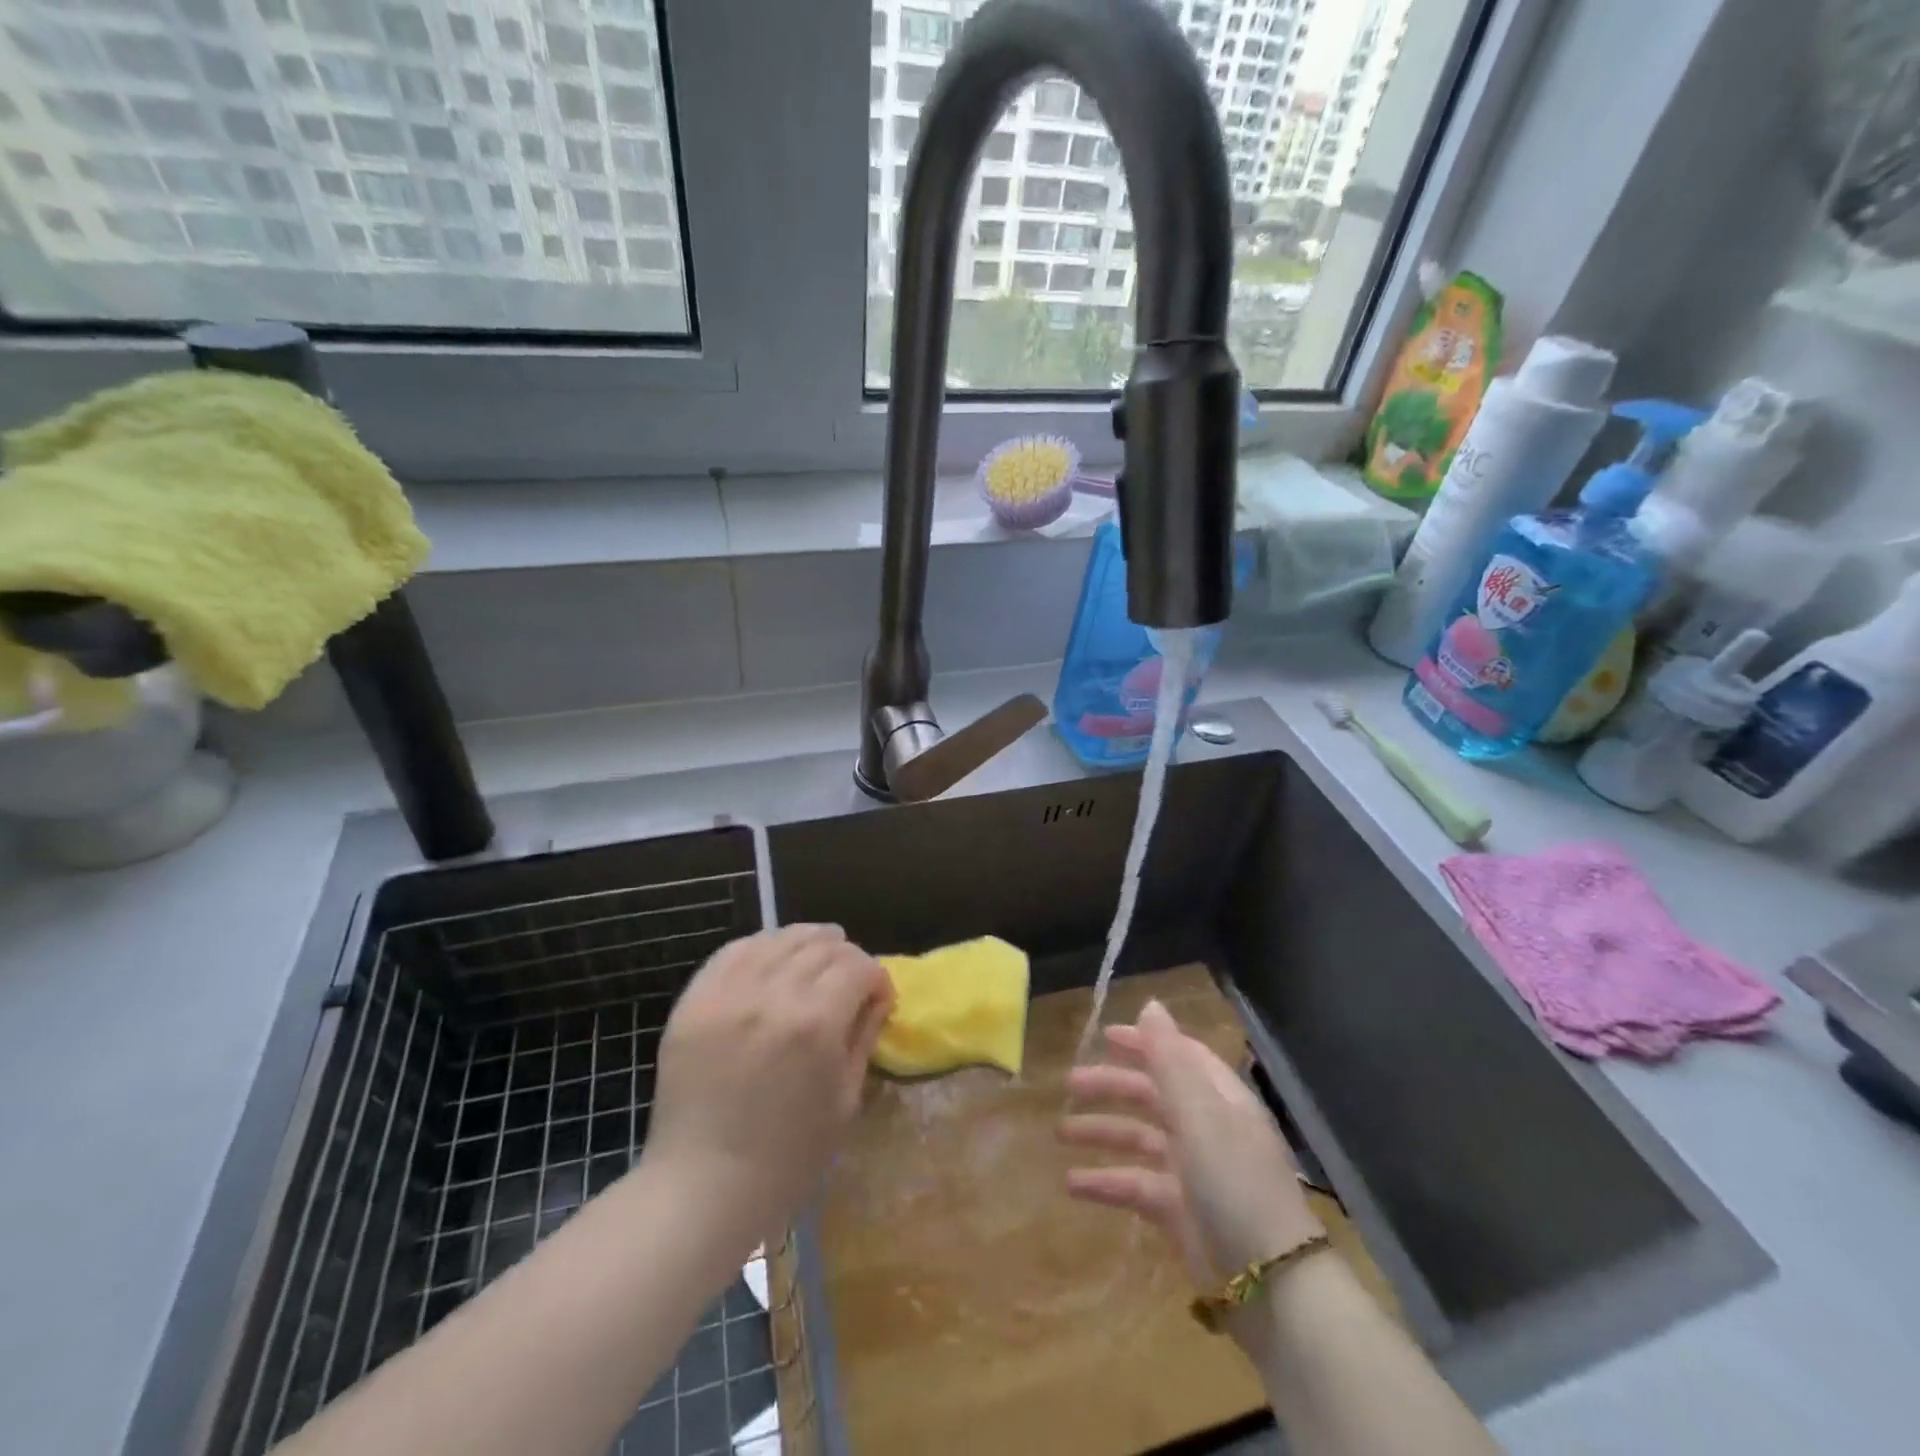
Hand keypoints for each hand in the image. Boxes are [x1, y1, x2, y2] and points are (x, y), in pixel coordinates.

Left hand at [641, 925, 892, 1261]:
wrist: (703, 1187)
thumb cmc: (788, 1157)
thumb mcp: (845, 1099)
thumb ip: (863, 1035)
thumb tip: (876, 997)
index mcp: (815, 1023)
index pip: (859, 967)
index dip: (877, 977)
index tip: (879, 998)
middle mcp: (771, 995)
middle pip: (822, 946)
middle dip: (847, 957)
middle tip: (851, 981)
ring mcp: (727, 994)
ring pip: (779, 939)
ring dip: (807, 943)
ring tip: (816, 958)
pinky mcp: (694, 1000)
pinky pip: (733, 951)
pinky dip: (761, 946)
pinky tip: (772, 958)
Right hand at [1060, 999, 1322, 1292]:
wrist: (1270, 1283)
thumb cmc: (1233, 1181)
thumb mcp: (1199, 1113)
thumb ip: (1170, 1059)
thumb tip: (1150, 1004)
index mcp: (1218, 1098)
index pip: (1179, 1057)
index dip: (1145, 1043)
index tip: (1104, 1036)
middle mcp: (1206, 1128)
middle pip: (1152, 1095)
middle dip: (1111, 1087)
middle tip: (1069, 1085)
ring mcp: (1192, 1171)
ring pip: (1139, 1140)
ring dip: (1101, 1133)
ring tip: (1060, 1133)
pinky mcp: (1178, 1212)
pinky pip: (1135, 1186)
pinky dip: (1105, 1182)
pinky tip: (1072, 1185)